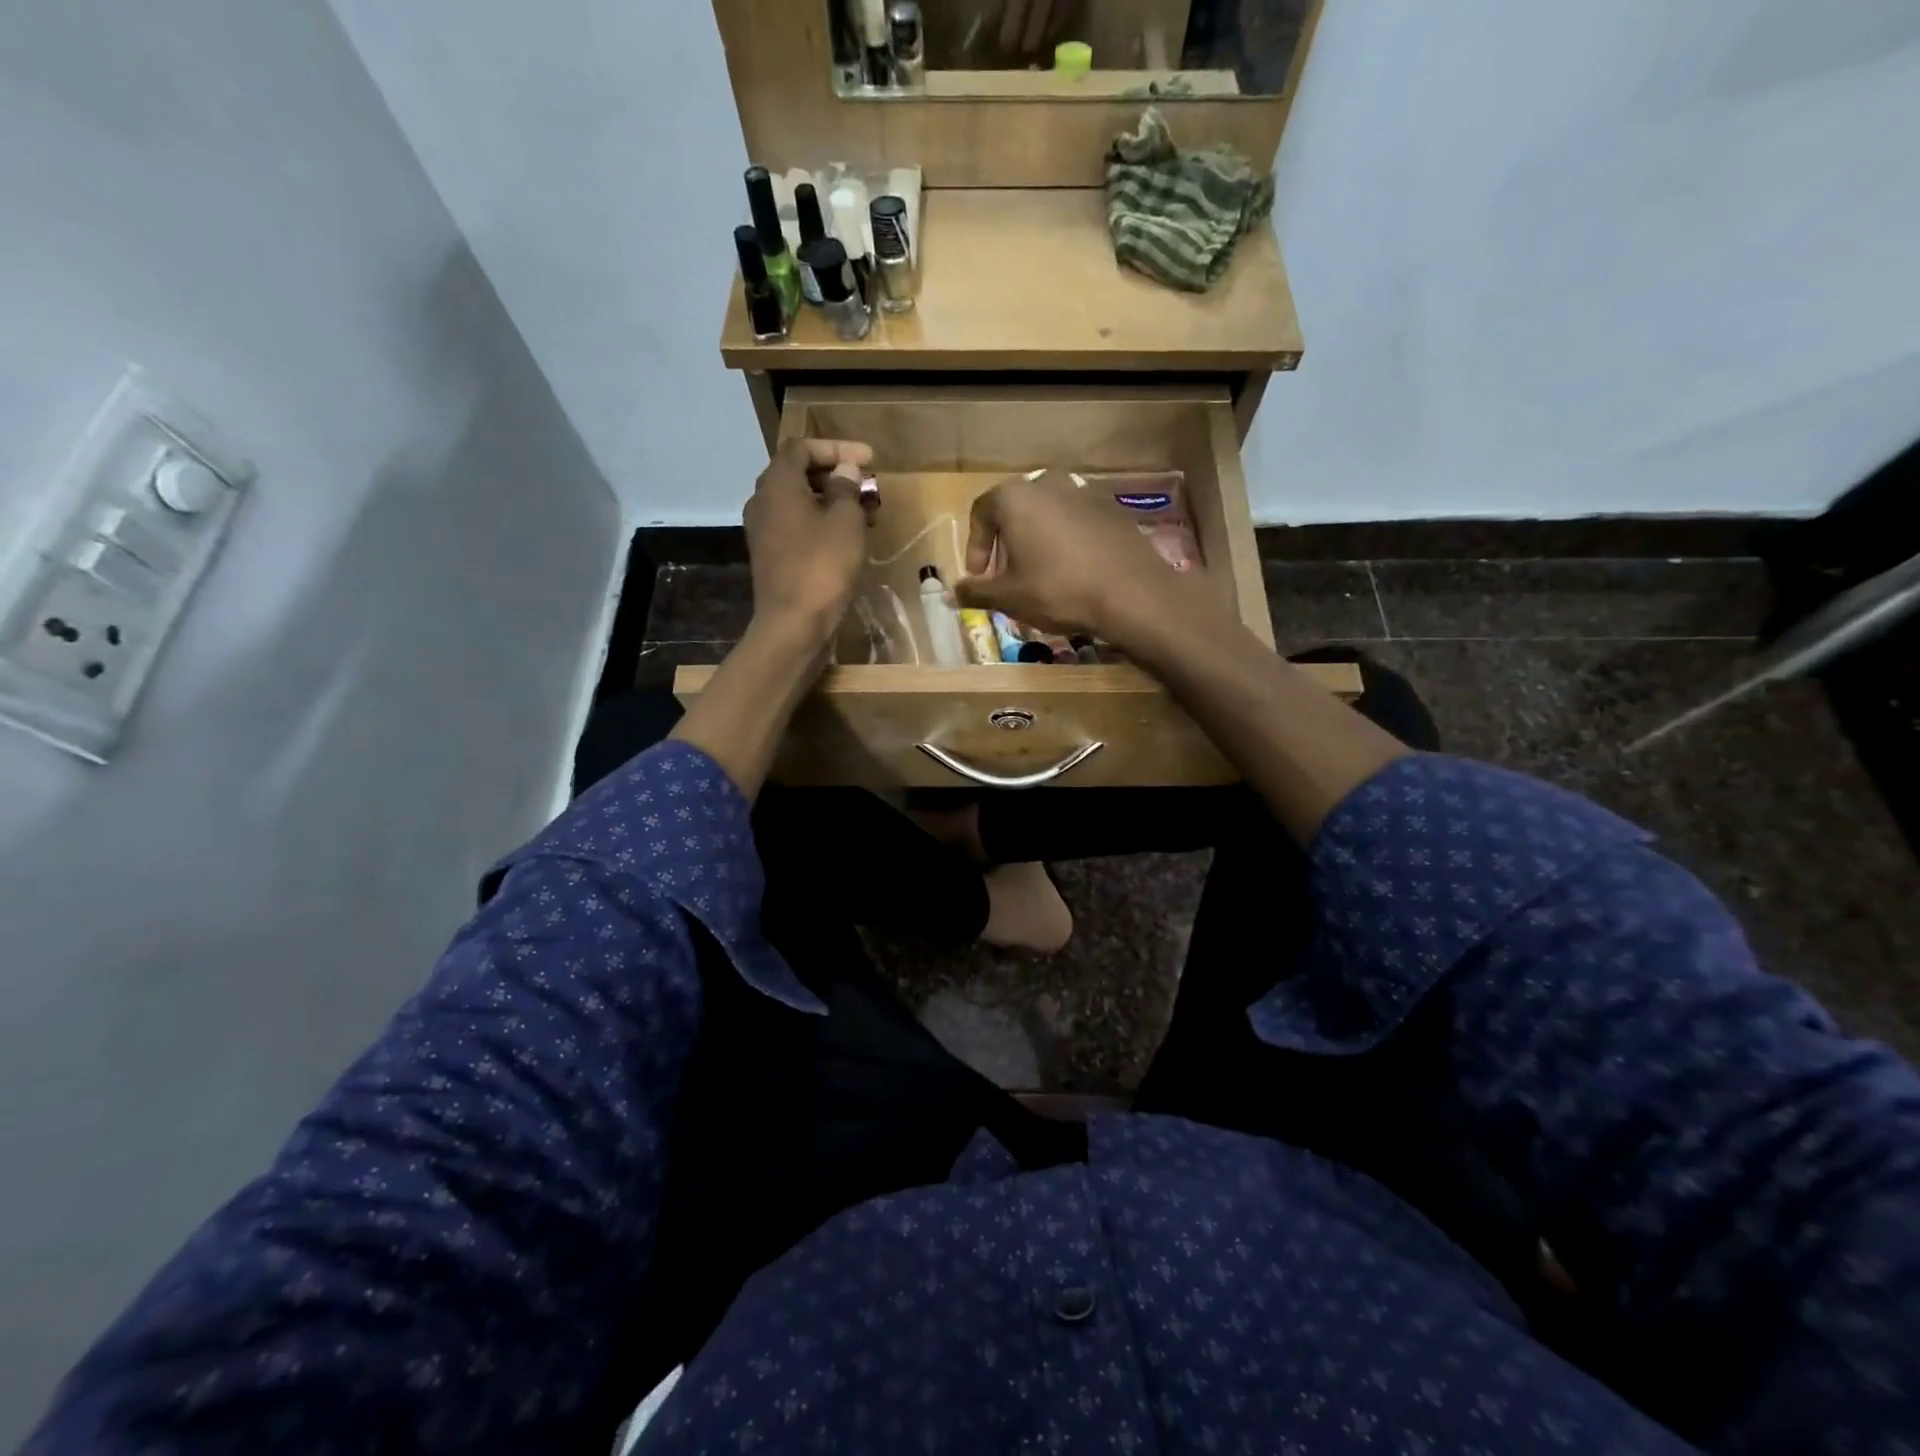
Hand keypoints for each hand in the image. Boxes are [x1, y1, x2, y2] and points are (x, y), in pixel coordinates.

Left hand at [743, 437, 875, 644]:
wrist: (793, 624)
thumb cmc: (822, 566)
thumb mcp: (845, 522)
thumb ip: (846, 489)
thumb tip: (845, 471)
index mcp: (777, 484)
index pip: (803, 448)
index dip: (837, 448)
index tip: (870, 459)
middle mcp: (763, 501)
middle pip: (799, 474)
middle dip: (837, 475)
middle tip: (869, 485)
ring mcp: (764, 531)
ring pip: (800, 503)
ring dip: (833, 502)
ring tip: (867, 513)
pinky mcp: (771, 556)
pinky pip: (798, 526)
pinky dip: (822, 523)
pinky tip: (849, 538)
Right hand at [954, 468, 1228, 651]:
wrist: (1132, 592)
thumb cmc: (1058, 590)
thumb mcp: (1009, 597)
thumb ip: (976, 591)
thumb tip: (950, 593)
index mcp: (1016, 496)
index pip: (980, 512)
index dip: (974, 547)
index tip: (979, 578)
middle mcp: (1048, 482)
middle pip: (1015, 510)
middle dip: (1005, 544)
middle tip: (1007, 577)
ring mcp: (1084, 491)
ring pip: (1047, 514)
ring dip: (1036, 541)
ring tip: (1040, 576)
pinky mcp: (1112, 507)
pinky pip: (1076, 521)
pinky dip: (1065, 541)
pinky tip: (1073, 571)